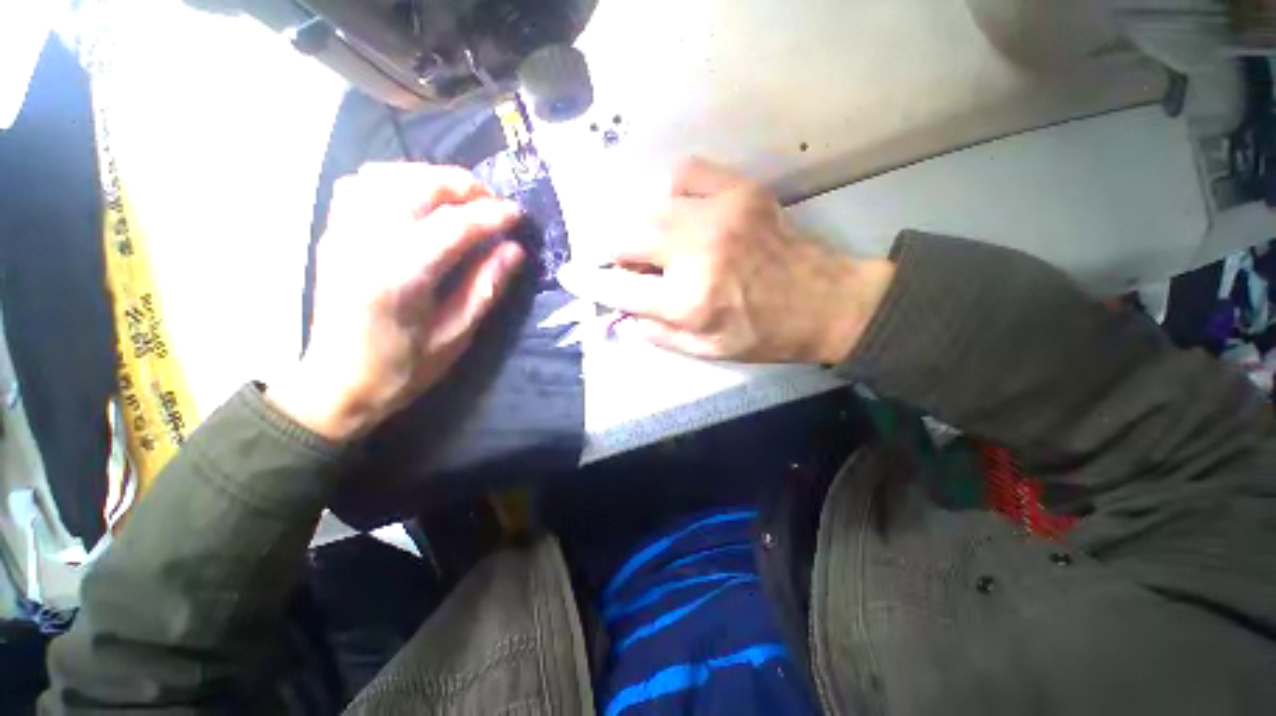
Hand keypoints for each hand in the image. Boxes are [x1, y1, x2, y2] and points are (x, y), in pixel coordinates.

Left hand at [268, 163, 524, 440]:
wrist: (337, 385)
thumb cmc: (403, 369)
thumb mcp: (456, 336)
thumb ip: (485, 287)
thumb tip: (514, 250)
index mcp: (399, 278)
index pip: (453, 226)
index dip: (492, 215)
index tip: (518, 215)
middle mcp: (364, 244)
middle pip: (417, 187)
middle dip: (463, 186)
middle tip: (494, 202)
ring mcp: (342, 234)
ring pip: (387, 175)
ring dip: (431, 177)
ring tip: (462, 198)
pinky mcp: (333, 234)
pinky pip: (363, 185)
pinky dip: (398, 179)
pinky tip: (419, 198)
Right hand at [558, 158, 893, 363]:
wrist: (823, 302)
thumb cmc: (762, 334)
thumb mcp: (706, 350)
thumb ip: (656, 334)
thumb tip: (618, 318)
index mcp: (689, 302)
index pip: (618, 289)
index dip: (588, 282)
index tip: (569, 274)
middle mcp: (697, 253)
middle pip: (624, 238)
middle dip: (614, 253)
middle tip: (626, 265)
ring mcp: (719, 214)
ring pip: (648, 206)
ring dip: (644, 229)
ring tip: (663, 246)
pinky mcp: (739, 190)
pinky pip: (685, 175)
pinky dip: (673, 194)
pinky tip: (684, 213)